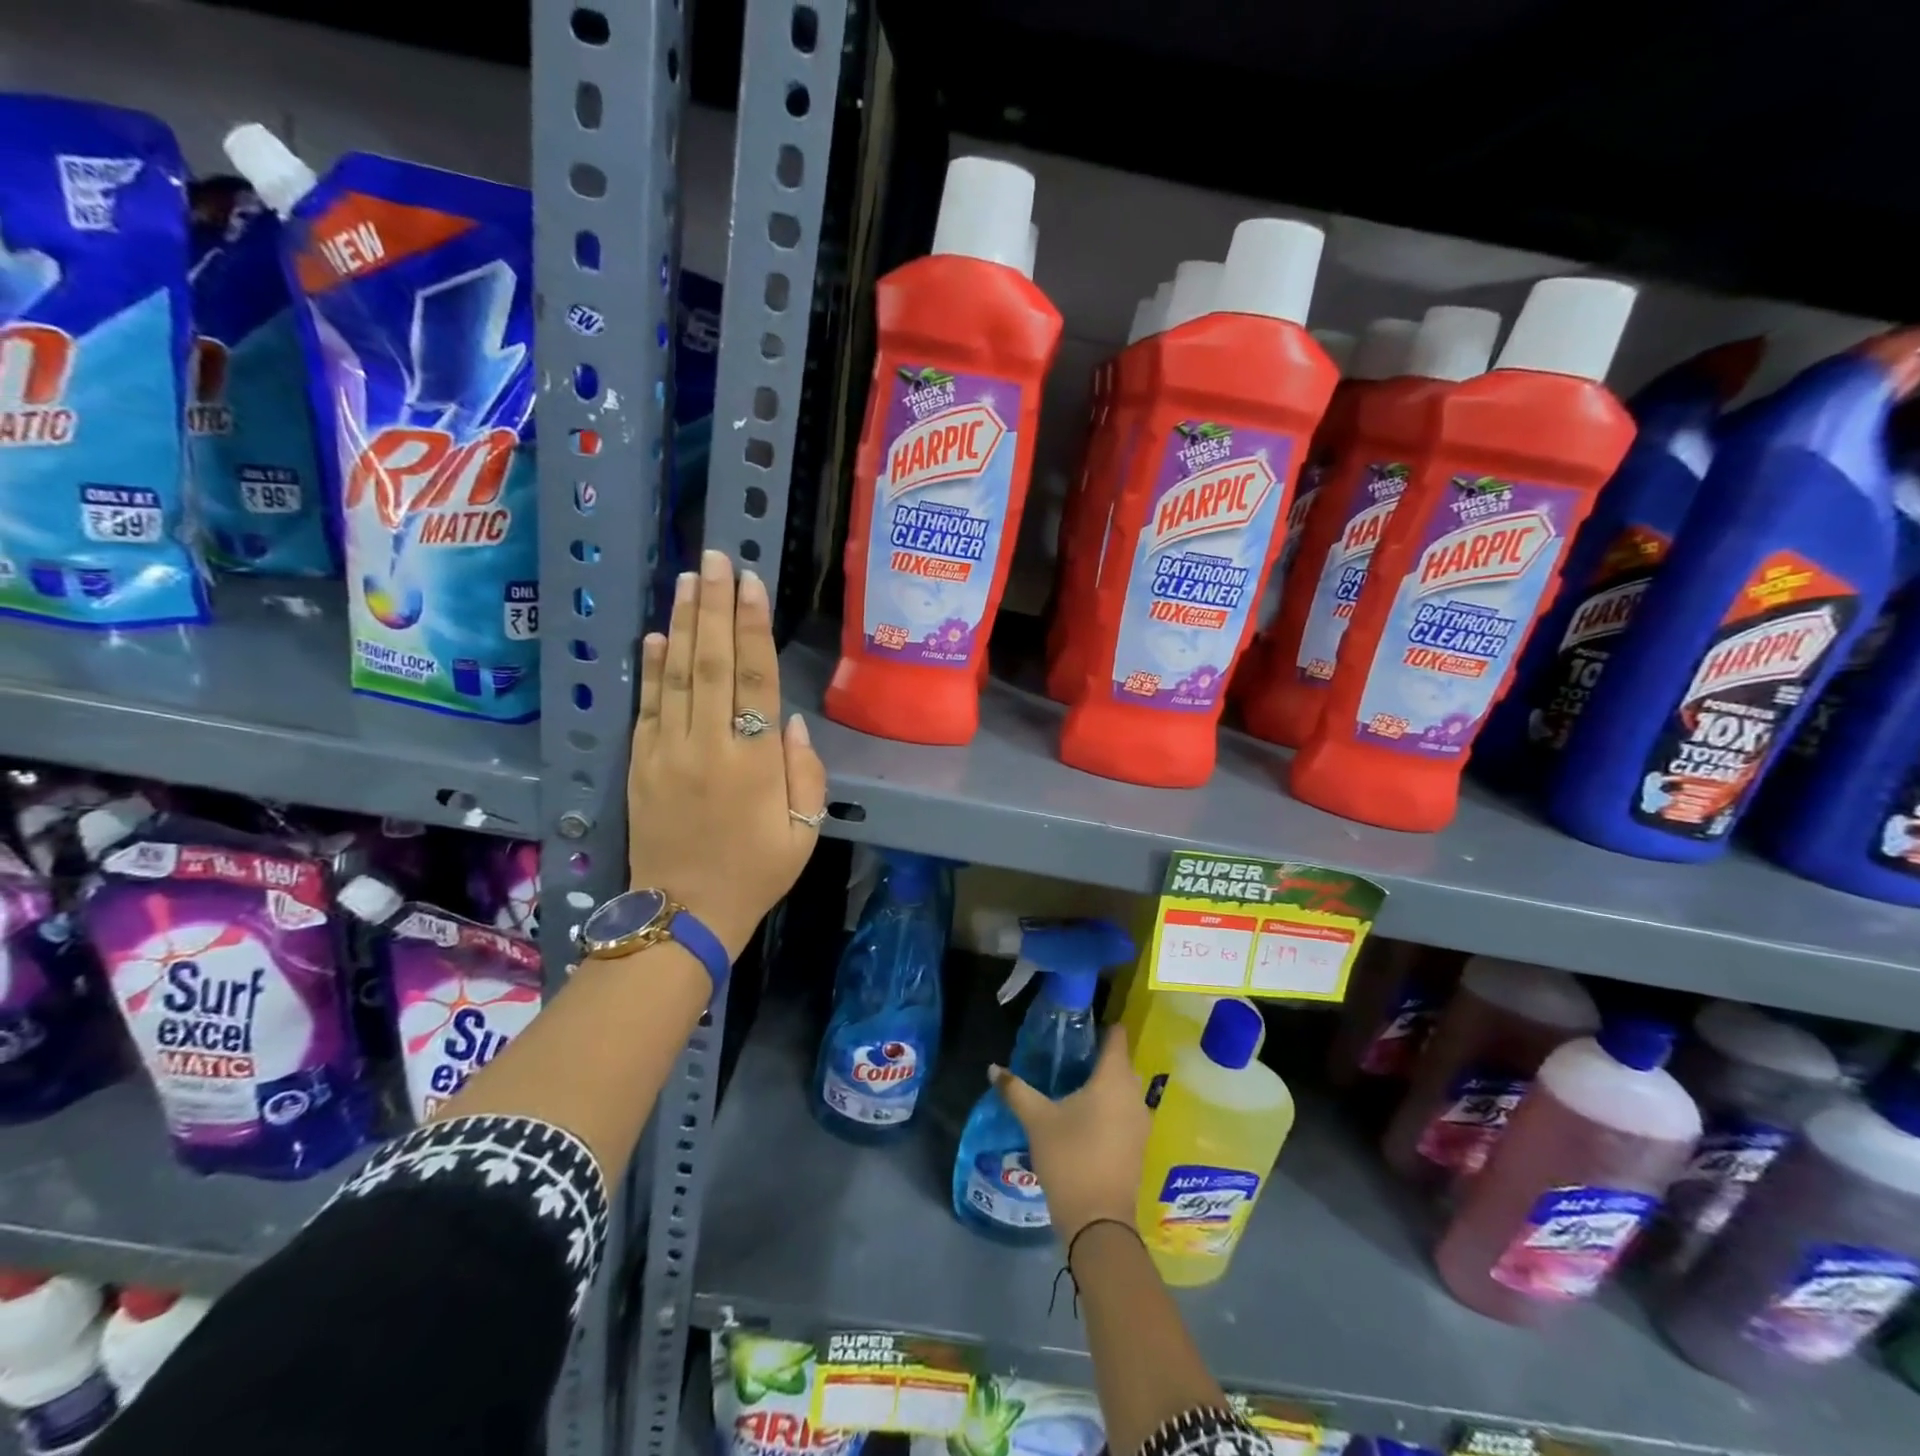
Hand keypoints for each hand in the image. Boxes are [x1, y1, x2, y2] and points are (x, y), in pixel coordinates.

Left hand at [627, 550, 826, 958]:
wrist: (682, 915)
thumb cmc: (755, 873)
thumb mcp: (802, 832)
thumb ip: (804, 773)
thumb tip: (791, 721)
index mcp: (753, 762)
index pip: (754, 679)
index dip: (752, 627)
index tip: (751, 583)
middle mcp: (707, 745)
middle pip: (710, 663)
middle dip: (714, 606)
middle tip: (716, 559)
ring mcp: (666, 752)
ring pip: (675, 675)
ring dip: (682, 623)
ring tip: (688, 579)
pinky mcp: (640, 764)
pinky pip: (647, 706)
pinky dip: (651, 668)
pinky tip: (655, 636)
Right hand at [992, 1031, 1148, 1244]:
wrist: (1099, 1221)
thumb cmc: (1070, 1158)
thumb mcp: (1037, 1120)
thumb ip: (1016, 1090)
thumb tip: (994, 1068)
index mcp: (1113, 1078)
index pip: (1117, 1036)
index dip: (1103, 1025)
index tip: (1082, 1023)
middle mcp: (1134, 1094)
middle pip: (1121, 1062)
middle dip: (1099, 1056)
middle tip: (1070, 1055)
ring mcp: (1140, 1121)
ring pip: (1125, 1089)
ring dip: (1106, 1084)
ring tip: (1075, 1085)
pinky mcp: (1139, 1144)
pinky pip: (1126, 1111)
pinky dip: (1111, 1107)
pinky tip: (1087, 1116)